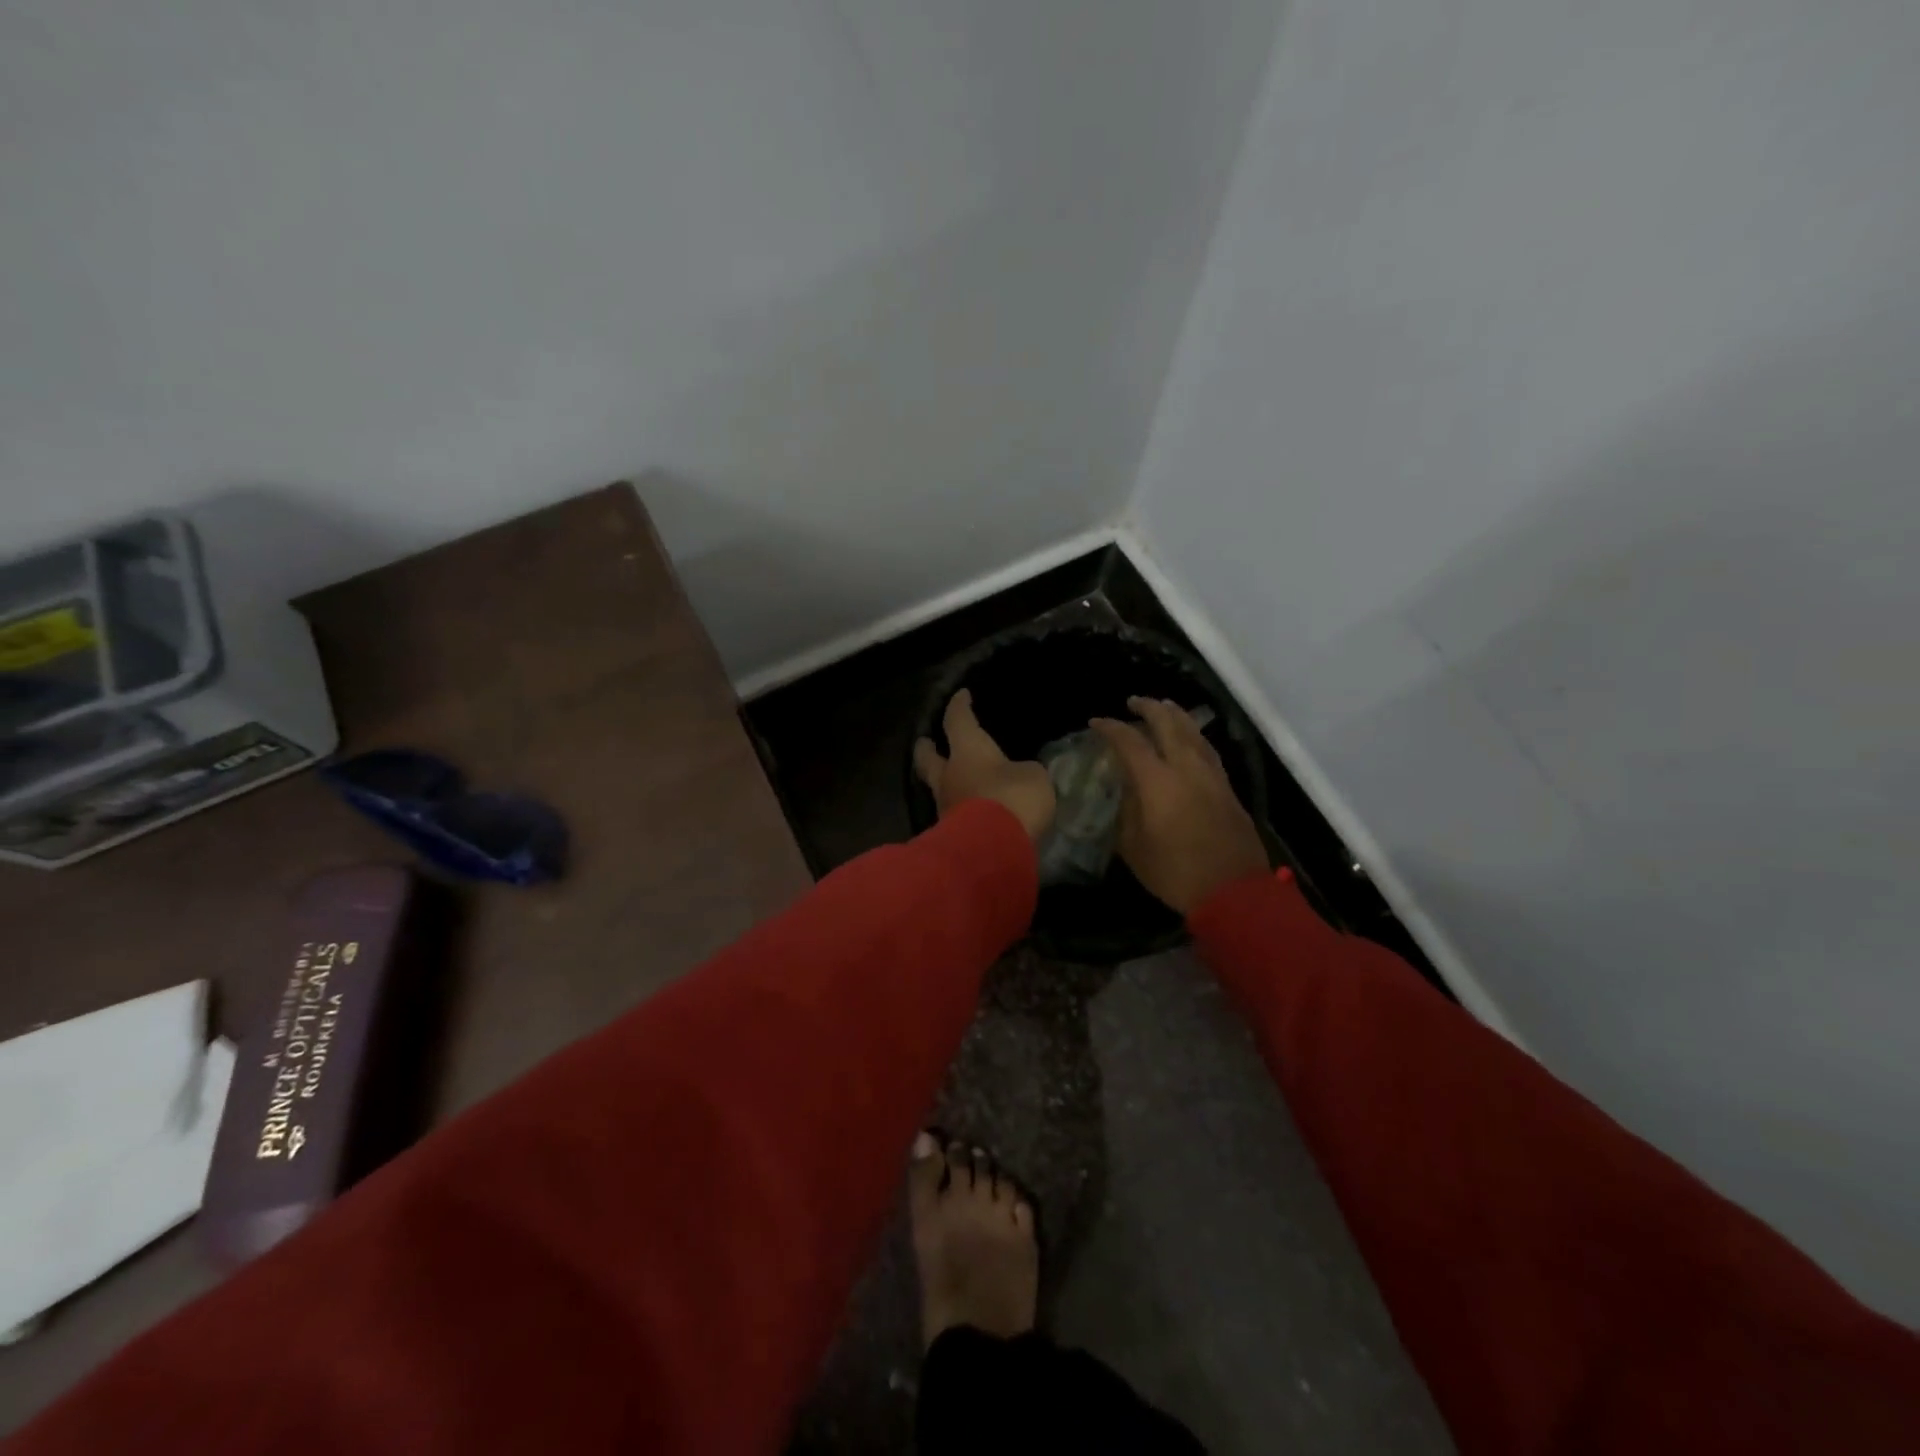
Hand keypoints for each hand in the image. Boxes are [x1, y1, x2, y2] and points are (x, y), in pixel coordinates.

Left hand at [914, 690, 1055, 840]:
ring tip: (954, 782)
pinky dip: (958, 810)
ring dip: (943, 783)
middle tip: (925, 742)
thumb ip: (1024, 772)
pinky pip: (951, 815)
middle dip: (926, 748)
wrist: (991, 851)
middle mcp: (948, 776)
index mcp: (967, 751)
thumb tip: (1020, 775)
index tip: (961, 696)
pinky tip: (968, 812)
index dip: (960, 706)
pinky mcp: (948, 836)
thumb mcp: (1033, 778)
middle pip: (928, 757)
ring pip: (937, 788)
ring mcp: (944, 808)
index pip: (958, 720)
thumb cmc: (1012, 798)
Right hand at [1091, 696, 1269, 914]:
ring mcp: (1212, 776)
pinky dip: (1193, 735)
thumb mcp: (1135, 848)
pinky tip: (1190, 739)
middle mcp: (1186, 768)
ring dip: (1176, 715)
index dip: (1111, 728)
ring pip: (1194, 732)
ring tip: (1164, 707)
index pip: (1130, 742)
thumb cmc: (1175, 872)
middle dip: (1149, 707)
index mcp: (1157, 781)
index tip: (1096, 723)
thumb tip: (1126, 792)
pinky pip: (1207, 749)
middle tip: (1133, 702)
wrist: (1233, 891)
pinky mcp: (1227, 788)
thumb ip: (1127, 813)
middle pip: (1168, 723)